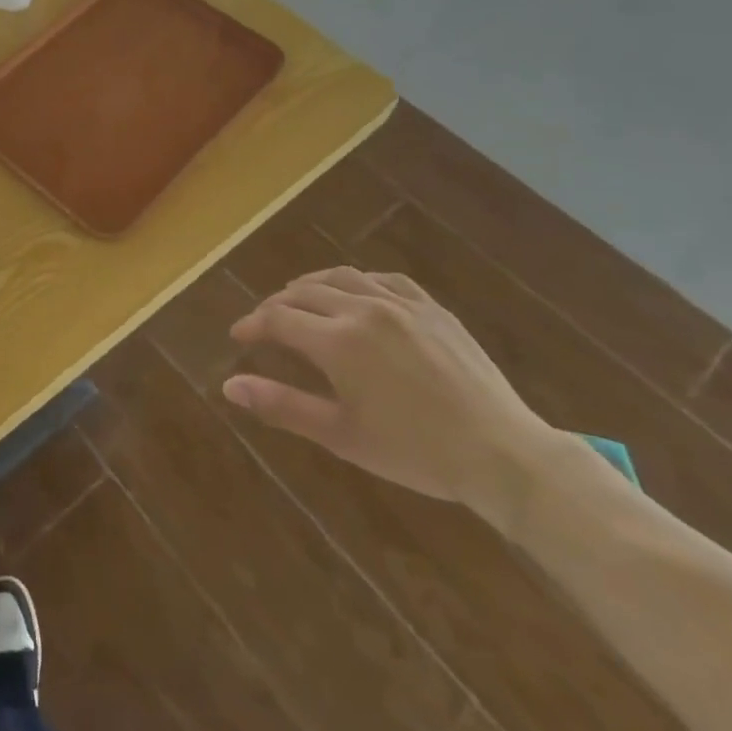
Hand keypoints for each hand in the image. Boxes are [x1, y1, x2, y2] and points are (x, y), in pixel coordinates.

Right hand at [222, 266, 561, 515]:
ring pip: (339, 276)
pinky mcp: (430, 306)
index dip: (252, 325)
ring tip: (299, 299)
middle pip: (302, 292)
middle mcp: (362, 308)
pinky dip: (356, 281)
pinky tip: (354, 293)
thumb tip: (229, 386)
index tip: (238, 336)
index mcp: (337, 341)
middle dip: (276, 306)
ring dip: (310, 286)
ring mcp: (399, 302)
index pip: (277, 319)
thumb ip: (282, 405)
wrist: (502, 454)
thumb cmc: (415, 452)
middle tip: (265, 324)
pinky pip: (382, 278)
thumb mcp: (341, 435)